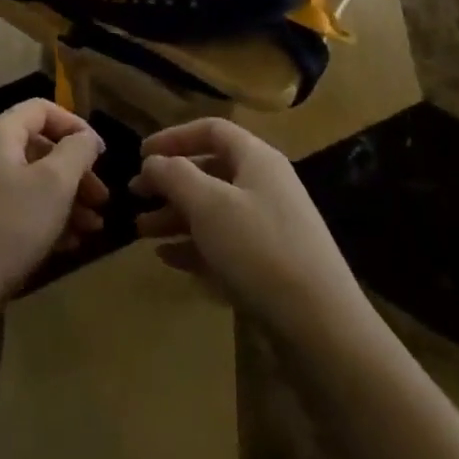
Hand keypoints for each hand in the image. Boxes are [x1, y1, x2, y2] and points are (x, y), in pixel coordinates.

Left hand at [0, 99, 109, 307]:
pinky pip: (20, 205)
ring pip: (33, 180)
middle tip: (102, 198)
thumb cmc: (9, 225)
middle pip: (40, 147)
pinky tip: (70, 244)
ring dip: (67, 199)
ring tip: (93, 227)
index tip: (101, 154)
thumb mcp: (54, 184)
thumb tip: (86, 138)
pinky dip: (47, 217)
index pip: (42, 109)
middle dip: (76, 171)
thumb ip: (76, 152)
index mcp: (0, 134)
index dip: (75, 125)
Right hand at [131, 119, 365, 342]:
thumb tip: (153, 162)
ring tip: (141, 231)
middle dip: (170, 182)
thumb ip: (174, 176)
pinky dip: (195, 245)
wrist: (322, 328)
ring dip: (176, 216)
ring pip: (214, 209)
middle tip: (135, 196)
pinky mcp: (270, 264)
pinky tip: (168, 258)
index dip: (173, 137)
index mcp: (257, 159)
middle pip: (210, 171)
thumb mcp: (208, 205)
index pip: (211, 130)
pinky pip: (224, 243)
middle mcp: (265, 185)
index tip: (141, 155)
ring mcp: (270, 226)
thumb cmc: (259, 250)